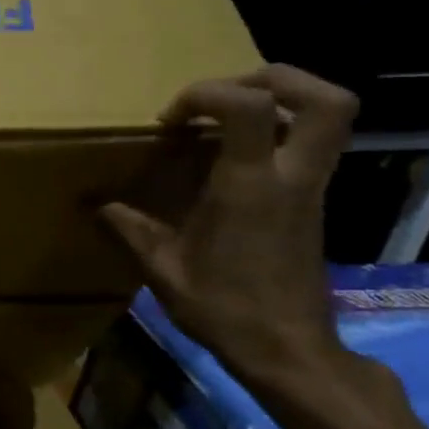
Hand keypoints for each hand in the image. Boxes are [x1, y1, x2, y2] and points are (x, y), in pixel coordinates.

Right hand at [100, 65, 355, 389]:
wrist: (288, 350)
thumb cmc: (223, 309)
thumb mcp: (162, 269)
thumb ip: (129, 228)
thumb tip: (95, 204)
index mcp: (250, 187)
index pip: (248, 106)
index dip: (206, 93)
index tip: (171, 120)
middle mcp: (292, 177)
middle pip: (325, 99)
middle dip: (273, 78)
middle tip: (222, 94)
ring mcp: (312, 188)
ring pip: (332, 116)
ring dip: (284, 98)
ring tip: (230, 114)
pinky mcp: (315, 201)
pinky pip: (313, 144)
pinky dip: (279, 130)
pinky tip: (234, 155)